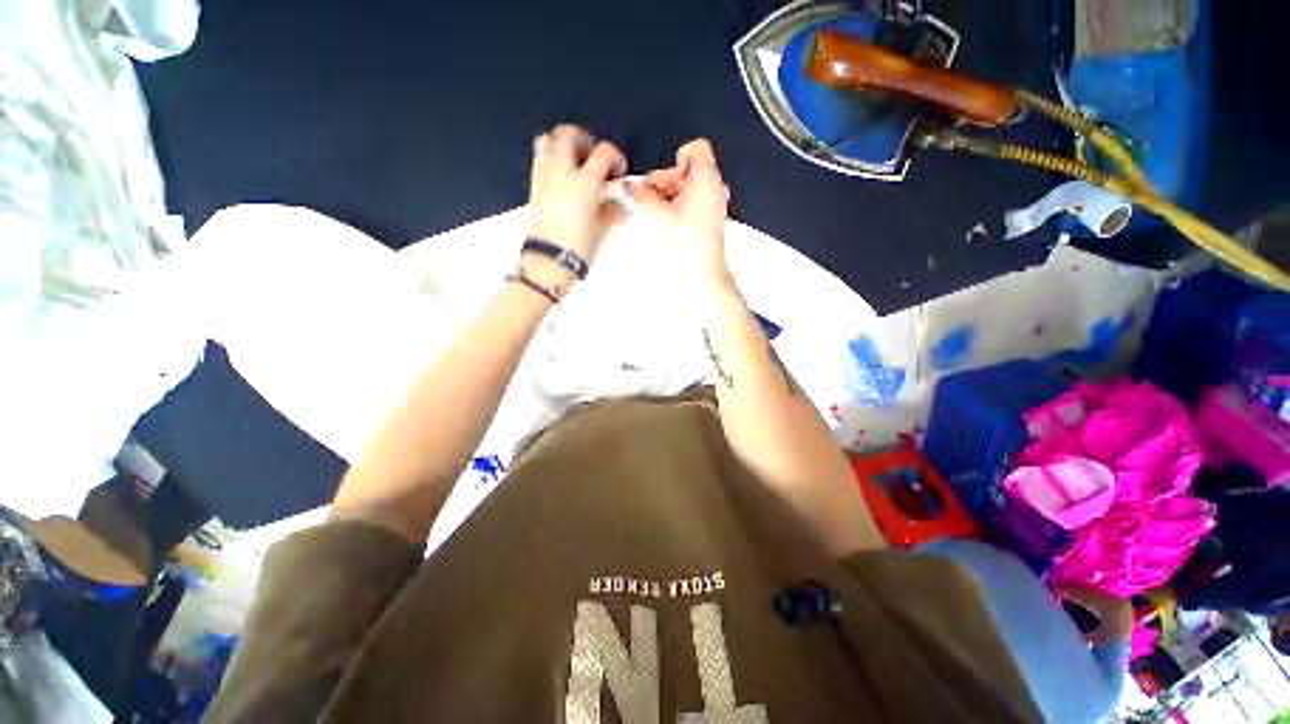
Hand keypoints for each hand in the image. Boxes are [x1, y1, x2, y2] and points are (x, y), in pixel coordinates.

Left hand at [527, 125, 626, 284]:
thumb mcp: (600, 229)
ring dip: (563, 143)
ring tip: (575, 161)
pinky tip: (562, 176)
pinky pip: (540, 158)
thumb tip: (618, 203)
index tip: (618, 170)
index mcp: (583, 183)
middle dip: (584, 139)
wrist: (549, 260)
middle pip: (568, 134)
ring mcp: (544, 177)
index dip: (615, 156)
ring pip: (548, 140)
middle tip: (593, 156)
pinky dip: (551, 157)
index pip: (602, 152)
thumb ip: (611, 210)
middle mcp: (561, 172)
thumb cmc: (578, 246)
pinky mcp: (534, 186)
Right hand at [629, 139, 730, 278]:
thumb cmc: (686, 242)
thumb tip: (633, 188)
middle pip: (688, 171)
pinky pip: (692, 207)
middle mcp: (715, 190)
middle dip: (666, 183)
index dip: (674, 160)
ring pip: (688, 190)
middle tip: (649, 198)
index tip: (662, 180)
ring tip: (655, 214)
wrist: (701, 272)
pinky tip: (666, 224)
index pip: (696, 149)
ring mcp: (713, 208)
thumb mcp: (657, 212)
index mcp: (707, 179)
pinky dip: (677, 210)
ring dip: (669, 198)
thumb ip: (642, 194)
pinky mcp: (709, 224)